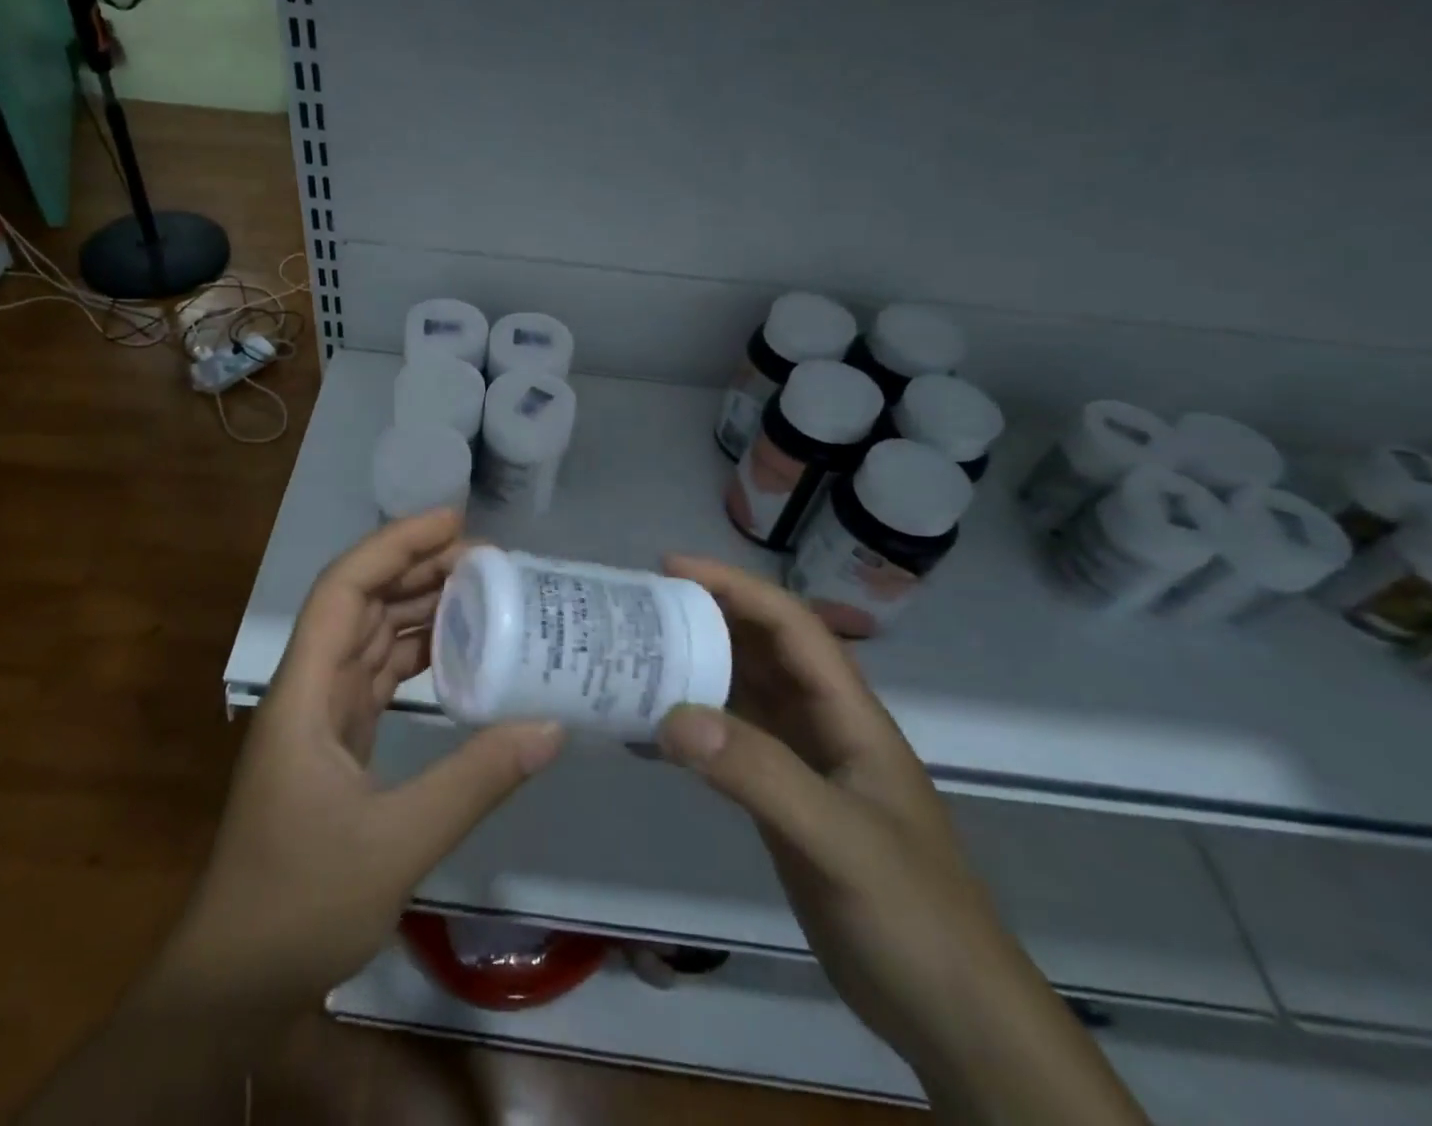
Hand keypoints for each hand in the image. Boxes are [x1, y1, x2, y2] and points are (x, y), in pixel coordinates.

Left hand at [155, 509, 564, 1012]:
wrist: (235, 978)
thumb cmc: (299, 902)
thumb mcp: (396, 842)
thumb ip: (474, 779)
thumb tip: (551, 726)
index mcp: (305, 690)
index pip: (345, 589)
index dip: (394, 545)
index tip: (453, 523)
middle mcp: (309, 688)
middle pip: (361, 604)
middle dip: (417, 569)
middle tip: (487, 558)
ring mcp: (321, 717)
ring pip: (370, 638)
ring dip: (418, 608)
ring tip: (481, 590)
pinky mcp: (336, 744)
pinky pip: (378, 679)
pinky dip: (416, 657)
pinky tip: (457, 654)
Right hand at [657, 559, 1145, 1124]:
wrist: (950, 1015)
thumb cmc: (912, 914)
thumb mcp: (838, 838)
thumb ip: (759, 773)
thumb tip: (672, 715)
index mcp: (847, 713)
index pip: (790, 625)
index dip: (734, 587)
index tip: (670, 568)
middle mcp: (822, 725)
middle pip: (761, 649)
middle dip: (706, 617)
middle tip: (639, 607)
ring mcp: (803, 763)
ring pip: (743, 692)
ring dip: (695, 666)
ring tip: (635, 653)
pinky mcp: (783, 800)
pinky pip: (730, 742)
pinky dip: (693, 725)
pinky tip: (653, 728)